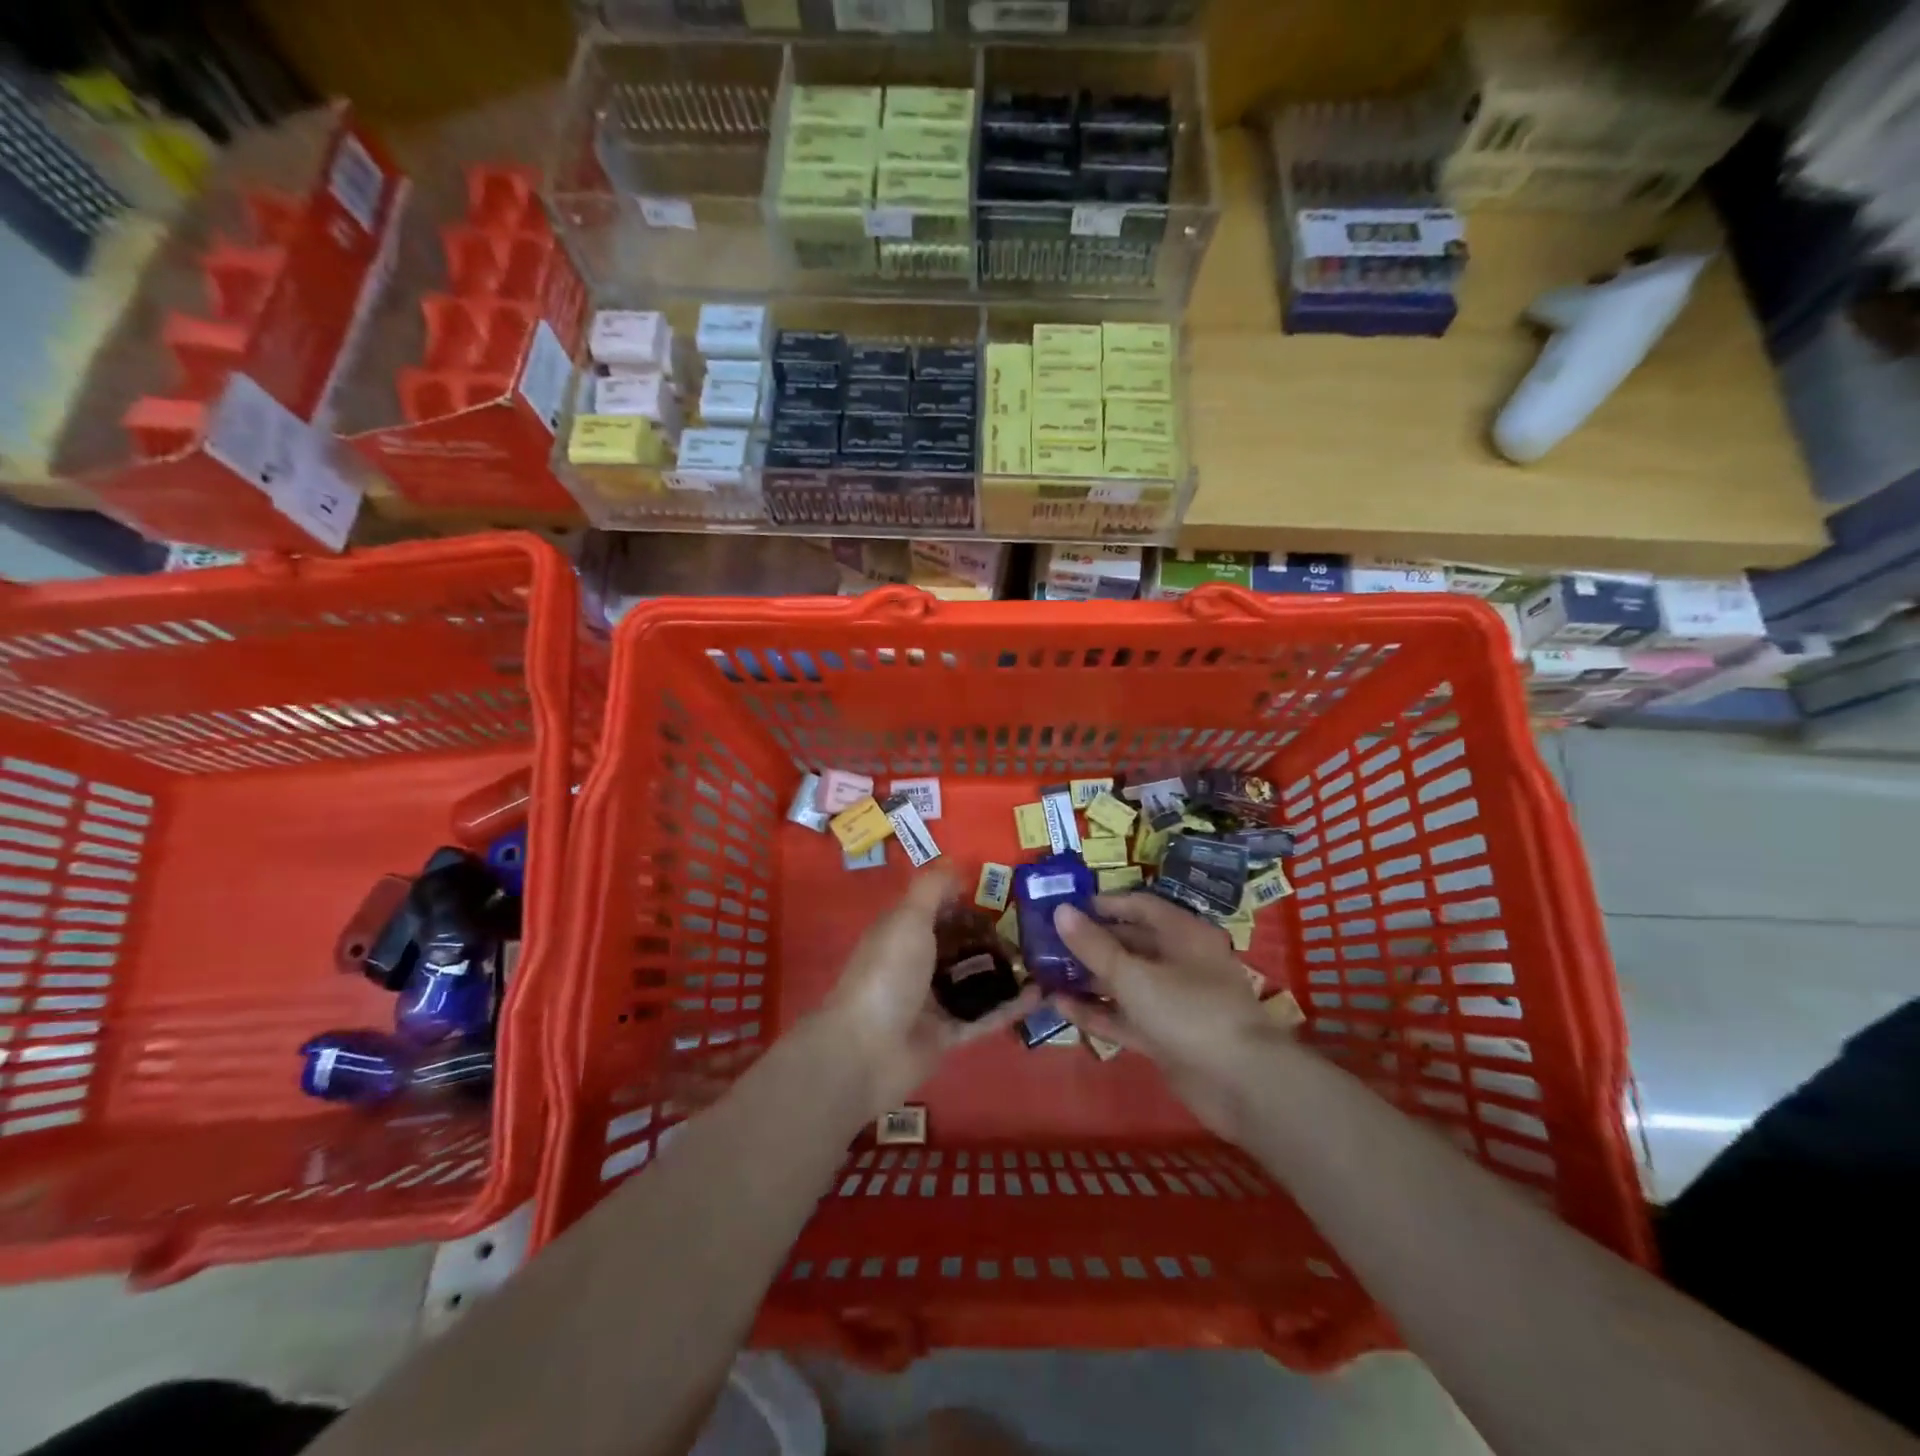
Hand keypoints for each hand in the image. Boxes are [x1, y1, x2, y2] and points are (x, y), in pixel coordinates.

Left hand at [816, 870, 1040, 1116]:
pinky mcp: (946, 1035)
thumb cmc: (887, 973)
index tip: (1006, 889)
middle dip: (991, 934)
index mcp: (902, 932)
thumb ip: (933, 888)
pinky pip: (984, 1017)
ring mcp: (931, 1002)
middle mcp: (916, 964)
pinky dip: (1010, 1007)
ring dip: (1004, 970)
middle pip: (959, 944)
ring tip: (1043, 957)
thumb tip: (956, 861)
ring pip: (974, 981)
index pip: (938, 908)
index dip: (966, 897)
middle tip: (1034, 925)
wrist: (865, 1052)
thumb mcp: (908, 918)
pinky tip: (1041, 994)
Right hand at [1053, 892, 1283, 1137]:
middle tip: (1047, 942)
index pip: (1140, 906)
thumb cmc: (1189, 1012)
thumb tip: (1060, 911)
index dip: (1104, 905)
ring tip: (1045, 974)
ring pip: (1125, 982)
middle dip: (1090, 943)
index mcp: (1183, 934)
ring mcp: (1173, 1001)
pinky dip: (1098, 1011)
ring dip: (1089, 979)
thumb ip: (1094, 946)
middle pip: (1130, 944)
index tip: (1066, 907)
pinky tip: (1060, 1006)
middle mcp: (1180, 962)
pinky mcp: (1166, 1035)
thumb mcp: (1134, 975)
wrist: (1241, 1085)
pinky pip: (1126, 1016)